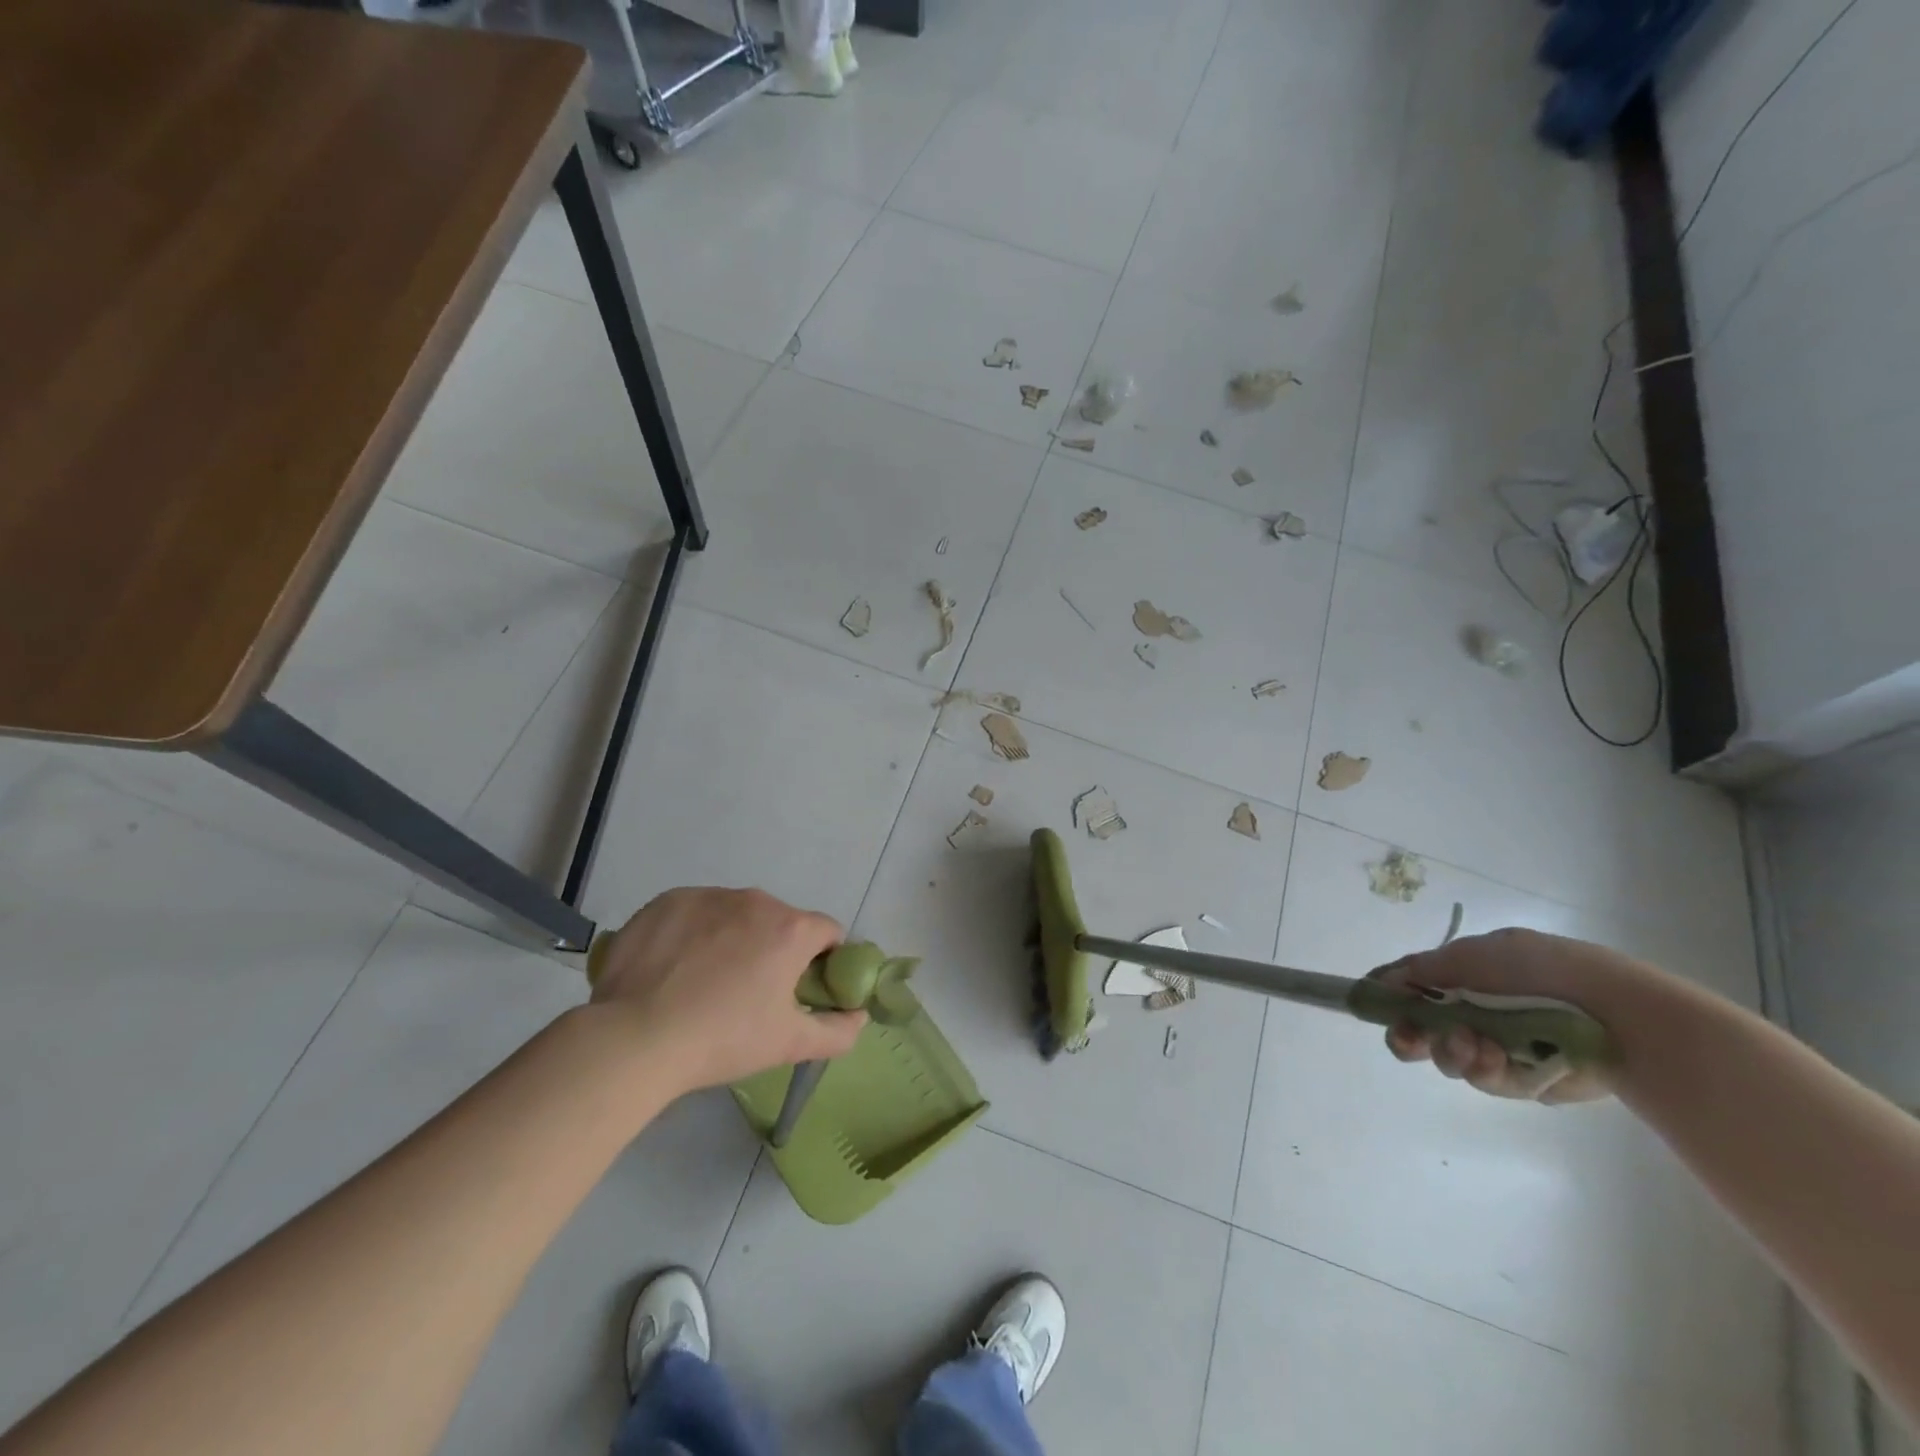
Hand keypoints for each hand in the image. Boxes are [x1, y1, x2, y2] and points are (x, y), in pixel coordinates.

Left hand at [588, 887, 866, 1093]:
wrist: (634, 1038)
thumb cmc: (723, 1039)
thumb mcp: (789, 1044)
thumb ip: (838, 1031)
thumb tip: (859, 1016)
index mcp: (791, 929)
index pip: (828, 932)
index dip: (822, 960)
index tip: (801, 988)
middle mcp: (756, 900)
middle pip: (780, 921)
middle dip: (774, 949)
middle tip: (749, 993)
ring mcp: (708, 896)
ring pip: (736, 914)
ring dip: (733, 938)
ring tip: (705, 982)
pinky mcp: (667, 901)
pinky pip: (695, 911)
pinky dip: (694, 933)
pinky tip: (674, 968)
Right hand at [1371, 928, 1654, 1104]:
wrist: (1620, 1016)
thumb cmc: (1544, 971)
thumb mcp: (1474, 954)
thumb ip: (1424, 968)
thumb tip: (1382, 981)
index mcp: (1464, 975)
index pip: (1411, 987)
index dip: (1388, 997)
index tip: (1370, 1004)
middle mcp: (1475, 1010)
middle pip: (1421, 1029)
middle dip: (1410, 1034)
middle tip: (1409, 1037)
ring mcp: (1498, 1046)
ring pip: (1449, 1057)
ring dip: (1452, 1051)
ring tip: (1473, 1045)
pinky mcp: (1524, 1080)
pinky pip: (1487, 1080)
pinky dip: (1486, 1070)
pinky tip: (1497, 1060)